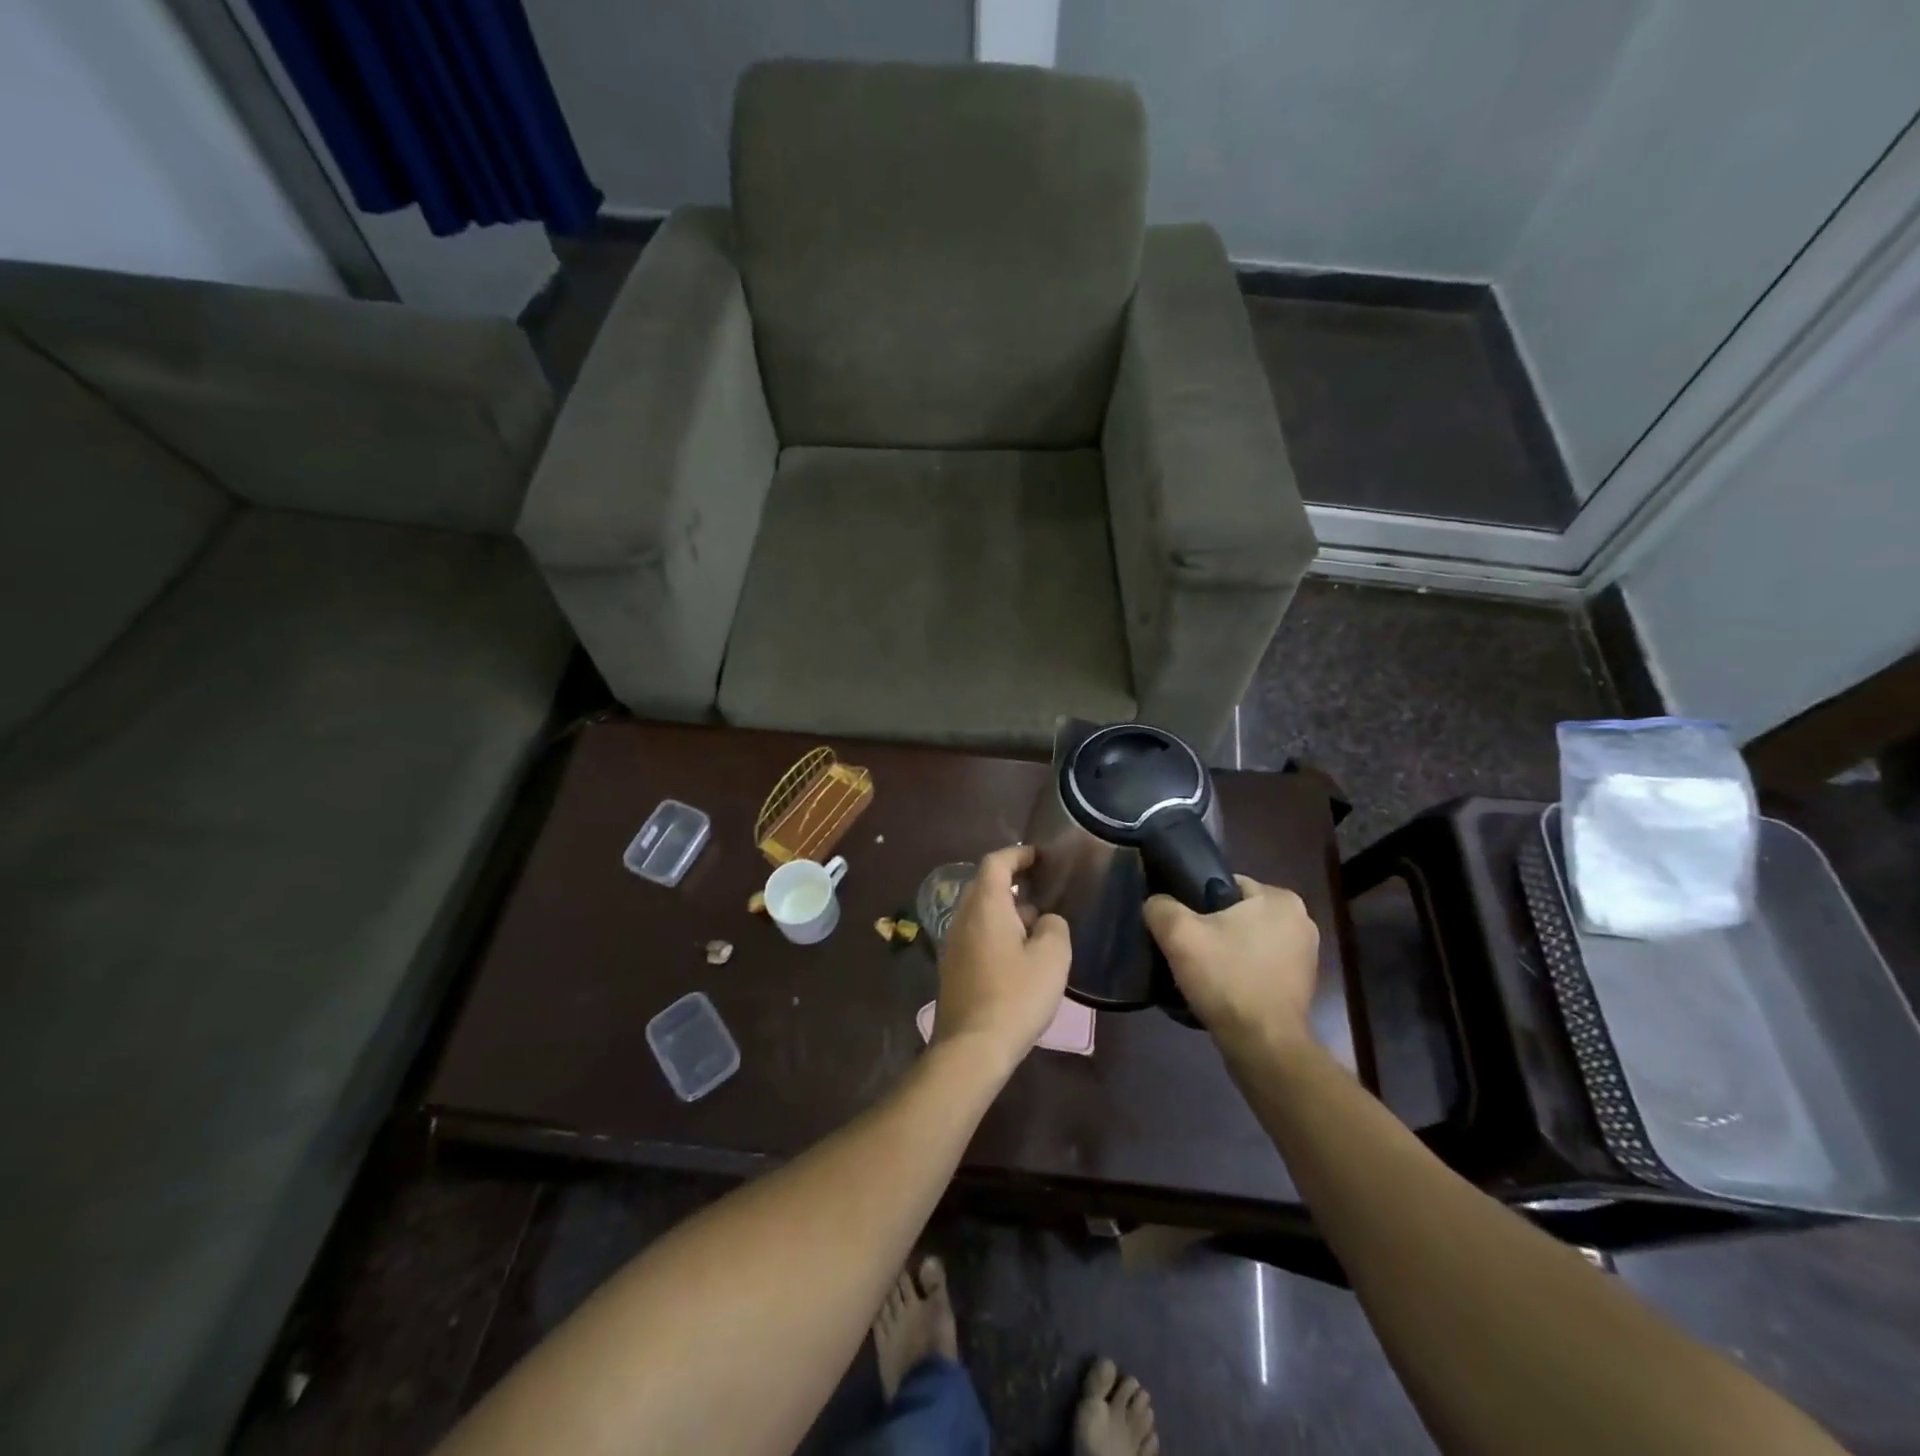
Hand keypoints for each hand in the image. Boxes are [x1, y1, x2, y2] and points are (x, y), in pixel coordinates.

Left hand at [933, 845, 1070, 1069]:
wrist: (972, 1047)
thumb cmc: (1015, 996)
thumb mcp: (1052, 958)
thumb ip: (1054, 927)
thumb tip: (1046, 921)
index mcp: (985, 906)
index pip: (996, 863)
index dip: (1018, 854)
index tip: (1040, 856)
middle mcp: (963, 917)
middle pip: (985, 885)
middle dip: (1013, 882)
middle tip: (1043, 887)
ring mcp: (954, 943)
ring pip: (981, 912)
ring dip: (1007, 909)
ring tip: (1038, 923)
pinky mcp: (953, 967)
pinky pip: (976, 934)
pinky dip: (997, 931)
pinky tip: (1020, 953)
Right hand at [1144, 876, 1318, 1048]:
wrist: (1263, 1047)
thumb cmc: (1227, 979)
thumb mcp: (1179, 934)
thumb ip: (1161, 907)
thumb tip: (1156, 903)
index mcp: (1280, 899)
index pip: (1225, 884)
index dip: (1195, 901)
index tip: (1180, 924)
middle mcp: (1301, 920)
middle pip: (1236, 913)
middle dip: (1211, 928)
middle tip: (1185, 948)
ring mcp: (1305, 955)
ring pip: (1247, 940)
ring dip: (1226, 951)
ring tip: (1200, 971)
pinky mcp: (1302, 985)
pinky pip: (1259, 965)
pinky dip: (1241, 972)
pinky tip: (1221, 988)